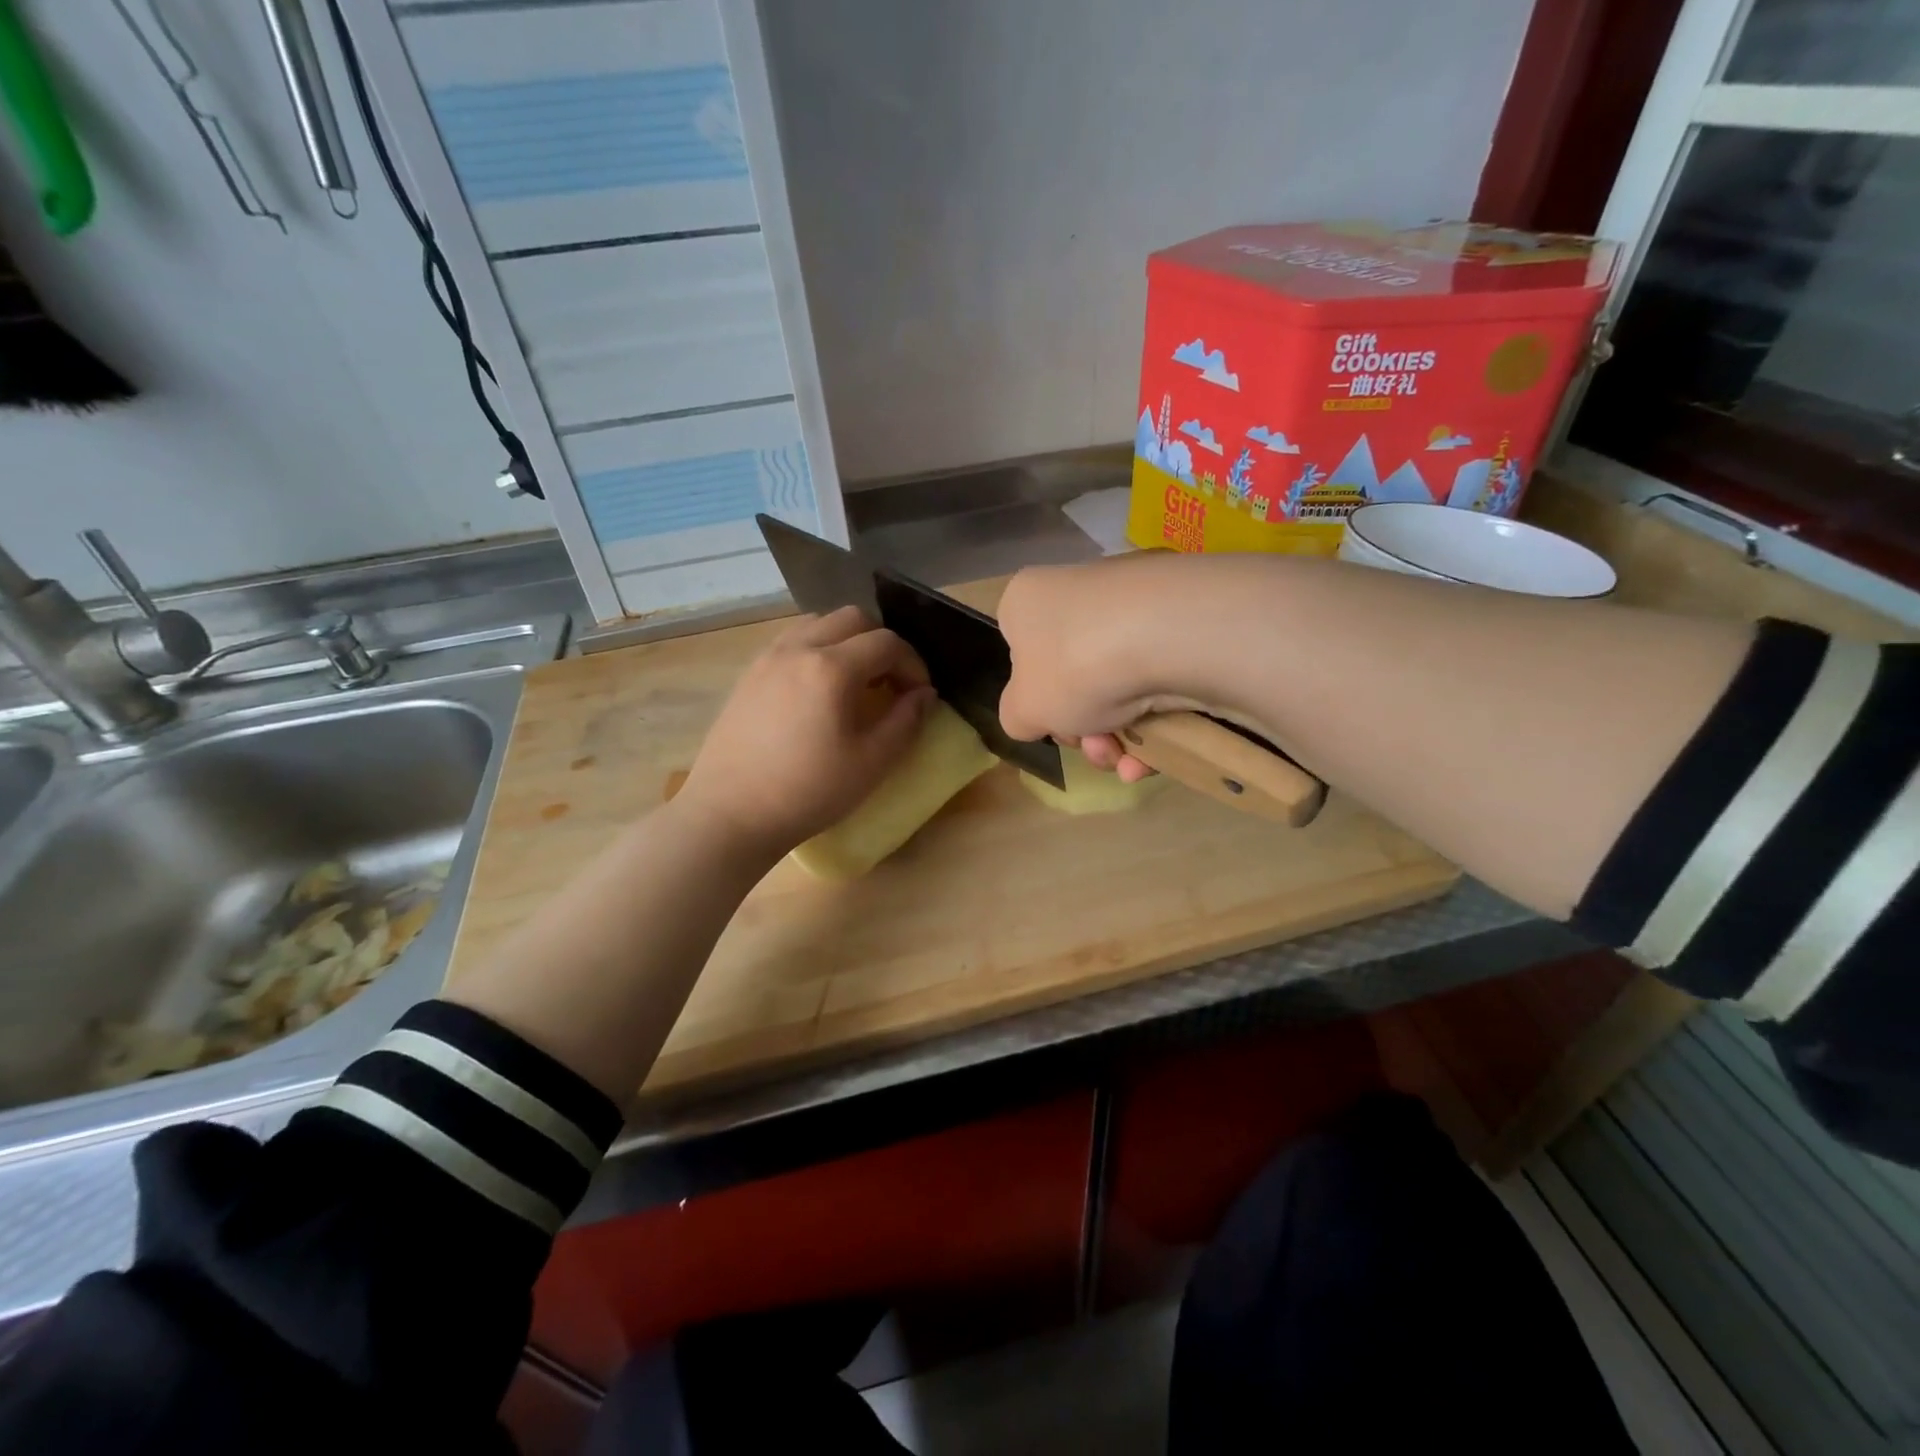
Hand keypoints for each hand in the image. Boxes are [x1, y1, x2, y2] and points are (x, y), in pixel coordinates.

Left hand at [677, 607, 934, 857]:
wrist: (730, 814)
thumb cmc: (808, 792)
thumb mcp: (871, 763)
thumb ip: (906, 722)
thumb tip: (925, 695)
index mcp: (832, 668)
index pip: (887, 643)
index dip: (914, 664)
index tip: (920, 694)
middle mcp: (799, 648)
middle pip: (853, 619)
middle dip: (882, 643)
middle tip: (891, 682)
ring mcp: (768, 657)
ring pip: (819, 623)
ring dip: (848, 641)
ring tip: (856, 682)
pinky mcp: (749, 674)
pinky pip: (792, 641)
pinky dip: (817, 649)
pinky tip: (819, 690)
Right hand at [996, 557, 1203, 782]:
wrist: (1172, 635)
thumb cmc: (1075, 666)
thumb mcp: (1022, 710)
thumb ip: (1017, 717)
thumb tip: (1035, 715)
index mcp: (1029, 601)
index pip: (1021, 652)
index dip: (1036, 700)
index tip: (1054, 727)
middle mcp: (1079, 592)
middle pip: (1074, 678)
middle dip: (1084, 728)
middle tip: (1096, 748)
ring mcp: (1136, 602)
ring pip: (1119, 685)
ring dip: (1119, 737)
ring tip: (1129, 761)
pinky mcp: (1185, 619)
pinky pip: (1160, 679)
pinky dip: (1157, 722)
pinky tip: (1157, 756)